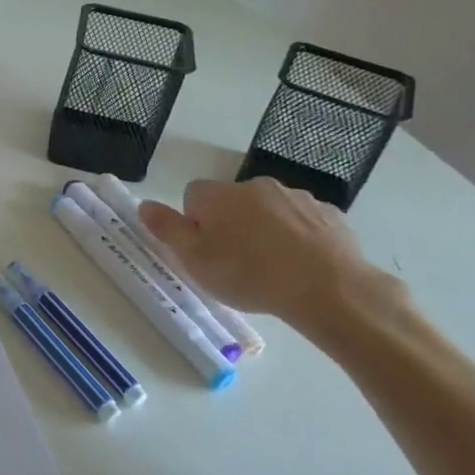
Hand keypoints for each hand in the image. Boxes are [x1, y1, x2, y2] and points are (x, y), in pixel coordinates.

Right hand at [137, 177, 402, 328]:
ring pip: (269, 210)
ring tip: (271, 267)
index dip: (195, 223)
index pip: (193, 196)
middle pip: (231, 202)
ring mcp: (296, 197)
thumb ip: (166, 229)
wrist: (328, 288)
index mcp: (218, 195)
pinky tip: (301, 265)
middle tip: (235, 263)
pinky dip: (297, 237)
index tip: (205, 251)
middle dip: (230, 224)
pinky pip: (302, 222)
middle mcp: (255, 186)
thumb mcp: (194, 259)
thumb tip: (144, 204)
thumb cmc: (249, 274)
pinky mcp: (329, 214)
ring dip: (264, 230)